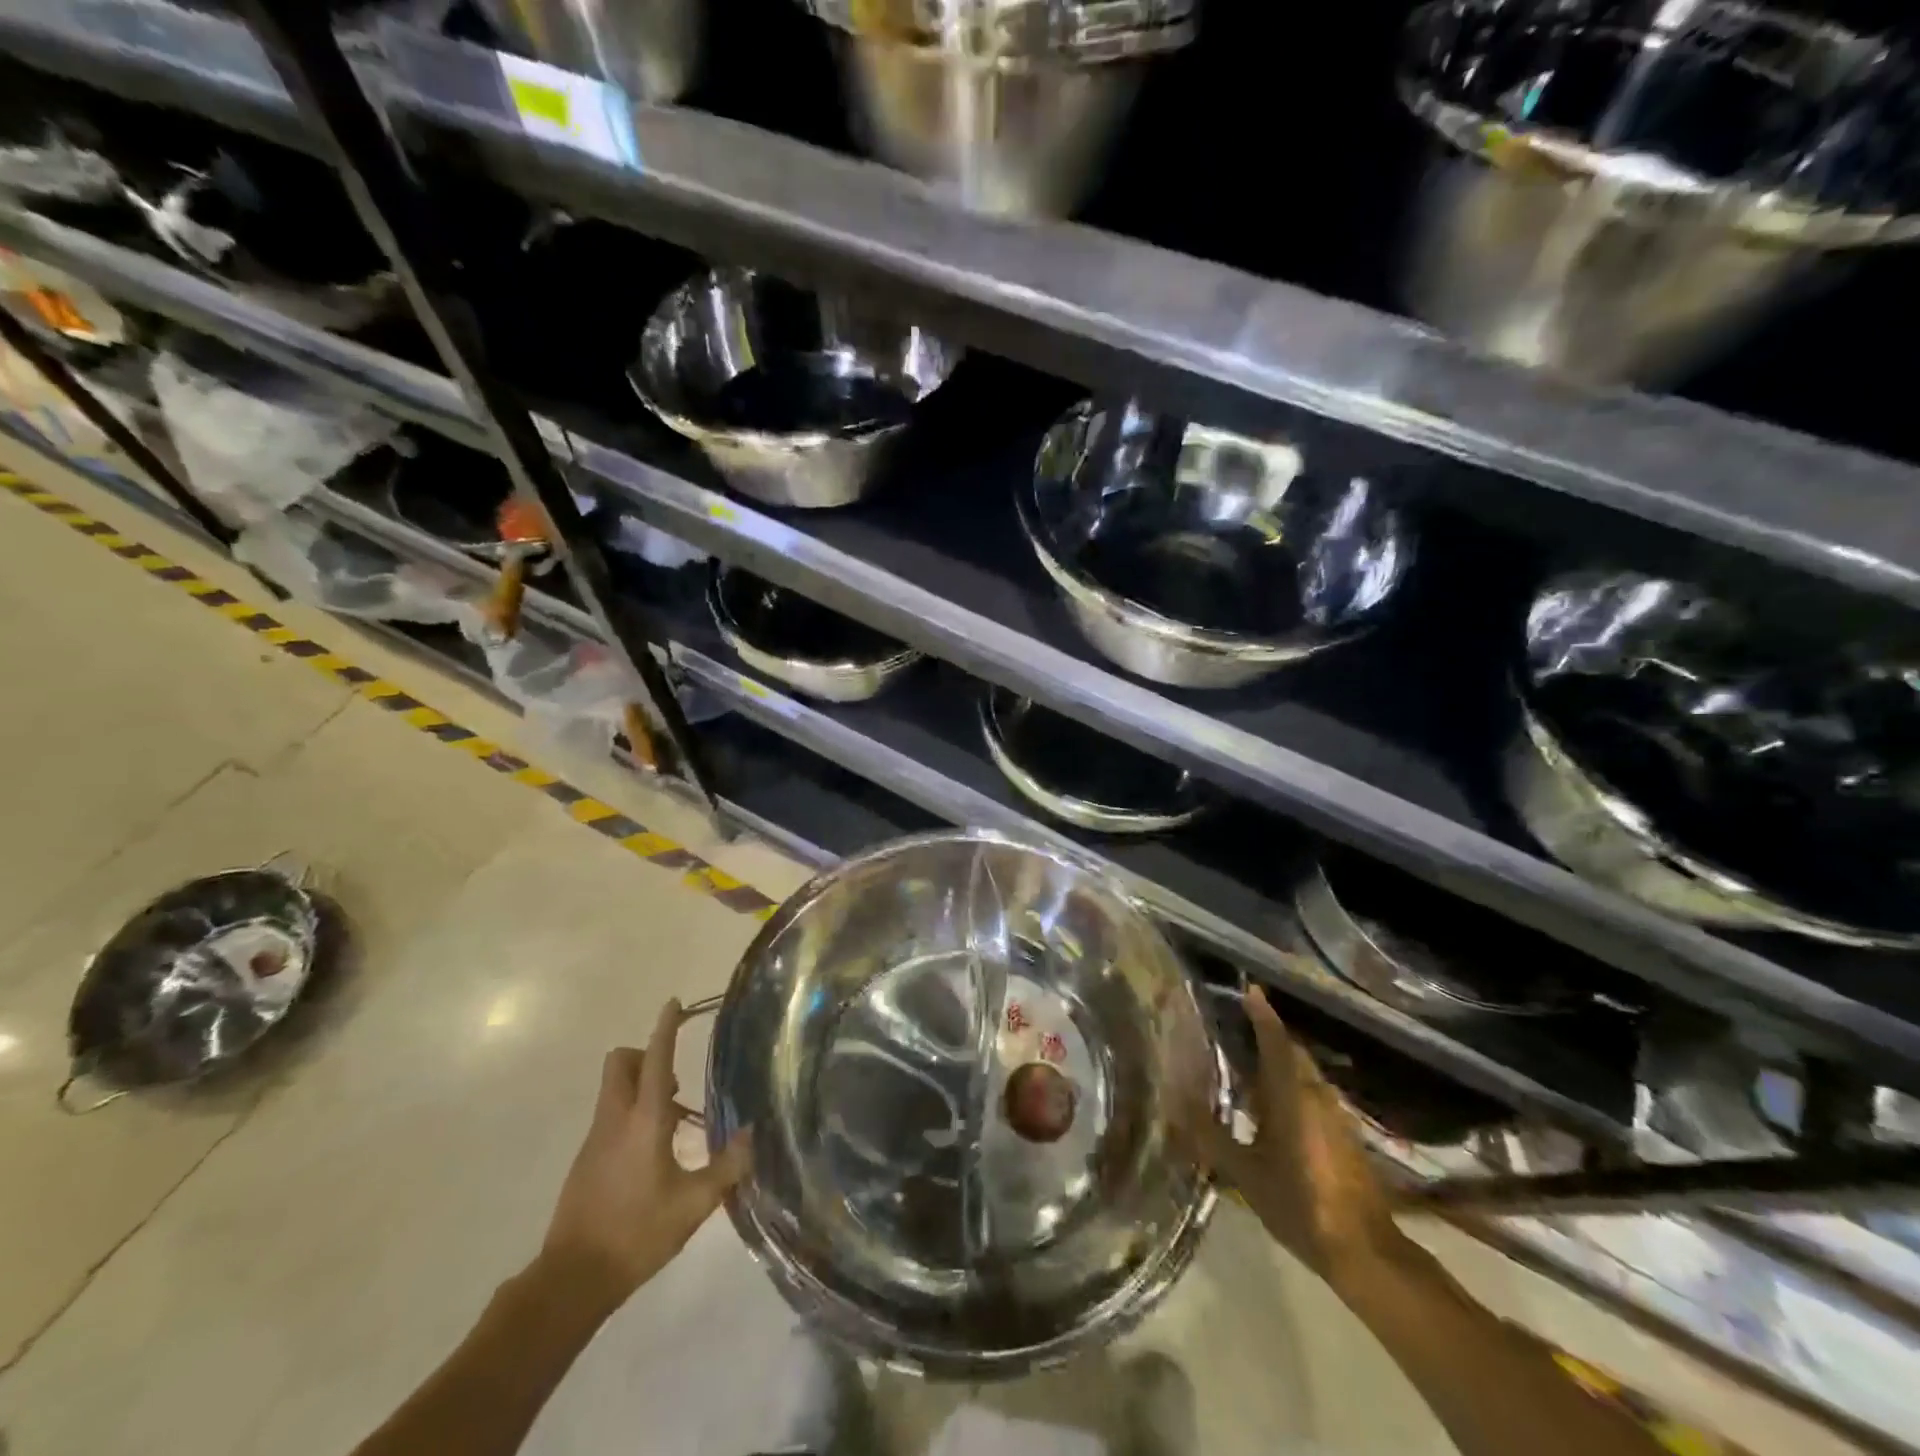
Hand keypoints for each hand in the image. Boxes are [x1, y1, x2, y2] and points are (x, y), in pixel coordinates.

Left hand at [537, 999, 750, 1315]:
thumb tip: (751, 1134)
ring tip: (672, 1122)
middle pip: (620, 1063)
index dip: (665, 1029)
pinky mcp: (585, 1160)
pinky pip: (609, 1116)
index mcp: (644, 1121)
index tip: (673, 1003)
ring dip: (639, 1087)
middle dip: (644, 1056)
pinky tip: (651, 1155)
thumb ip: (727, 1167)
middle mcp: (615, 1119)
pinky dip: (629, 1115)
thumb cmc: (637, 1234)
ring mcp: (595, 1139)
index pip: (655, 1060)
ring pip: (613, 1089)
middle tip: (674, 1081)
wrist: (572, 1279)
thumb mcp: (694, 1205)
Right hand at [1183, 987, 1402, 1282]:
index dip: (1262, 1013)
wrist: (1363, 1250)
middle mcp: (1315, 1093)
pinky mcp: (1345, 1134)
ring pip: (1304, 1073)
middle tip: (1238, 1026)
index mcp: (1290, 1093)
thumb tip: (1174, 1104)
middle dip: (1269, 1034)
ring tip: (1249, 1063)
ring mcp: (1335, 1113)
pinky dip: (1292, 1085)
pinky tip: (1274, 1105)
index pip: (1275, 1039)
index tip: (1249, 990)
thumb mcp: (1244, 1173)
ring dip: (1281, 1061)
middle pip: (1292, 1051)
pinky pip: (1313, 1093)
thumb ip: (1210, 1136)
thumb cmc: (1298, 1203)